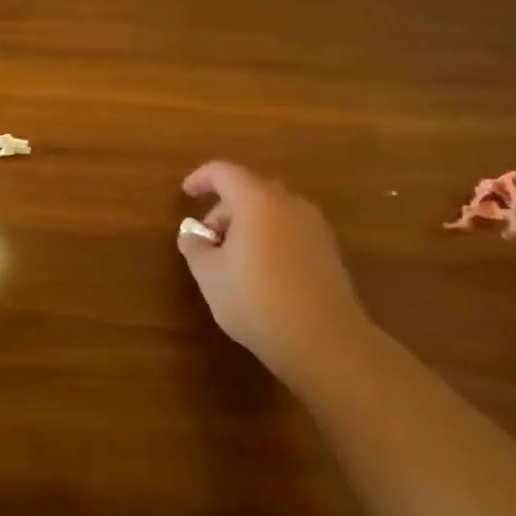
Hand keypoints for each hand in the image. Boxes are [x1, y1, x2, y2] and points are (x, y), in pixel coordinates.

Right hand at [177, 162, 371, 387]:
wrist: (326, 342)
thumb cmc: (257, 301)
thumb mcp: (209, 275)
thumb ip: (194, 246)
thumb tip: (193, 234)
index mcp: (257, 201)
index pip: (224, 172)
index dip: (201, 178)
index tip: (186, 194)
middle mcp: (290, 204)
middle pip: (250, 190)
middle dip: (224, 208)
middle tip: (207, 240)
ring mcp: (315, 227)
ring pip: (273, 211)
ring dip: (248, 225)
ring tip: (232, 260)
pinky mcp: (329, 252)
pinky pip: (290, 230)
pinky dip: (270, 238)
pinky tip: (261, 273)